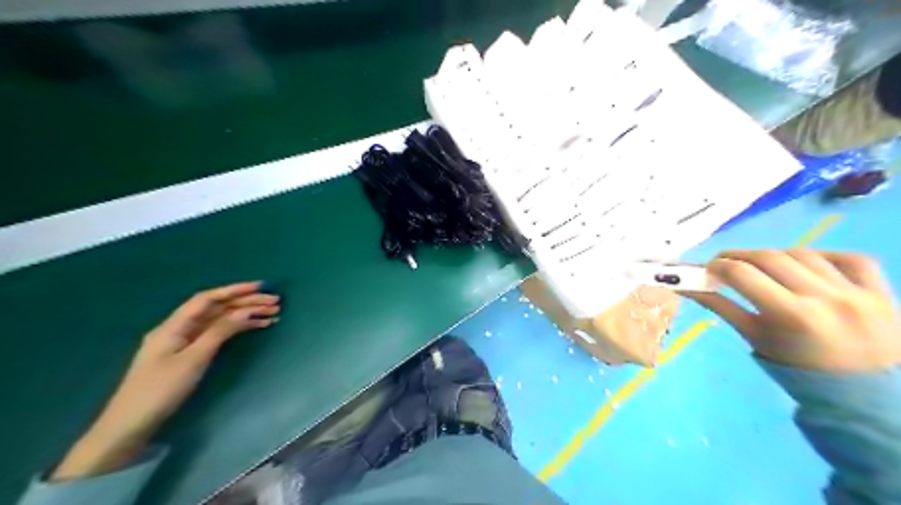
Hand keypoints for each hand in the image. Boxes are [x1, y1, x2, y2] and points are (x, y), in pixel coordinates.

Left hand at [52, 282, 277, 479]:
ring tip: (272, 315)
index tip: (260, 287)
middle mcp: (179, 328)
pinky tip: (255, 328)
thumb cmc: (161, 389)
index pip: (208, 299)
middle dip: (246, 303)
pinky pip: (216, 333)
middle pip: (217, 308)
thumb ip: (220, 331)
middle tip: (275, 303)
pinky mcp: (188, 354)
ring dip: (245, 316)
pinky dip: (236, 329)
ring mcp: (183, 341)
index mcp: (174, 325)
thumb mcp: (194, 359)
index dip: (235, 290)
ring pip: (219, 321)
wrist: (130, 424)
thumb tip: (245, 311)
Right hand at [688, 249, 896, 372]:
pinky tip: (808, 263)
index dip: (719, 265)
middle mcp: (825, 297)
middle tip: (725, 262)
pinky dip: (824, 255)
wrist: (866, 396)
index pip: (743, 274)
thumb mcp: (755, 339)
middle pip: (770, 257)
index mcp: (791, 315)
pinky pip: (852, 259)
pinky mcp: (882, 292)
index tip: (708, 268)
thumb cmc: (798, 370)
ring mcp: (858, 293)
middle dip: (740, 255)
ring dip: (776, 255)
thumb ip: (722, 308)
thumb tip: (689, 288)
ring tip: (763, 265)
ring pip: (805, 254)